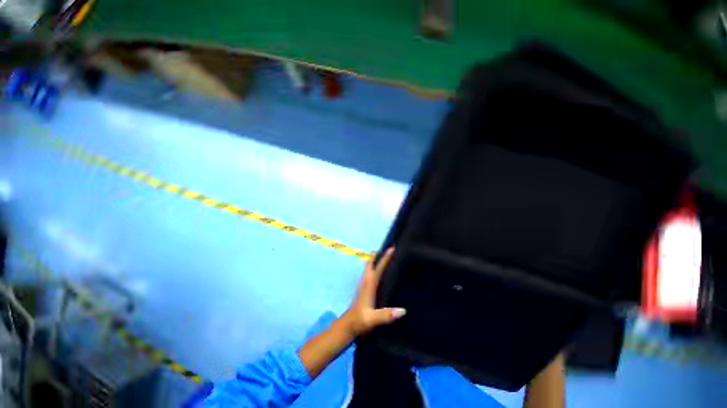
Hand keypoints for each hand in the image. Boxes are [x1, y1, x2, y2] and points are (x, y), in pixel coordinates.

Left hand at [341, 247, 405, 336]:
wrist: (348, 325)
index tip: (392, 248)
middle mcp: (366, 280)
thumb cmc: (360, 321)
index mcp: (369, 284)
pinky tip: (380, 269)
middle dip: (378, 254)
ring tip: (384, 254)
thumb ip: (386, 315)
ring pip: (369, 266)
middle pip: (371, 262)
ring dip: (375, 258)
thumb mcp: (373, 319)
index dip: (385, 258)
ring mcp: (364, 283)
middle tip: (387, 247)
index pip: (378, 267)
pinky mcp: (364, 288)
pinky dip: (374, 265)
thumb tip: (403, 310)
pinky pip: (370, 271)